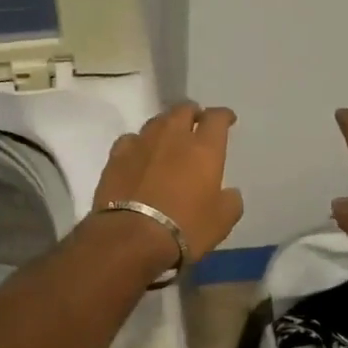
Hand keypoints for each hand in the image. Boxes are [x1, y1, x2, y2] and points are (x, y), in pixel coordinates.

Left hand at [94, 102, 244, 263]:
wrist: (132, 237)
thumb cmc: (185, 228)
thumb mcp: (222, 221)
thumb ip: (230, 201)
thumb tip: (230, 192)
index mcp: (204, 148)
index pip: (216, 118)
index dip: (223, 115)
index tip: (227, 119)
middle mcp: (173, 137)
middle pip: (183, 110)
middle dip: (192, 113)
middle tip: (196, 122)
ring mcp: (142, 144)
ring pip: (156, 121)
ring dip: (166, 125)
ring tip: (168, 137)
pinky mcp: (116, 157)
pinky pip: (131, 139)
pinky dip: (139, 143)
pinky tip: (139, 153)